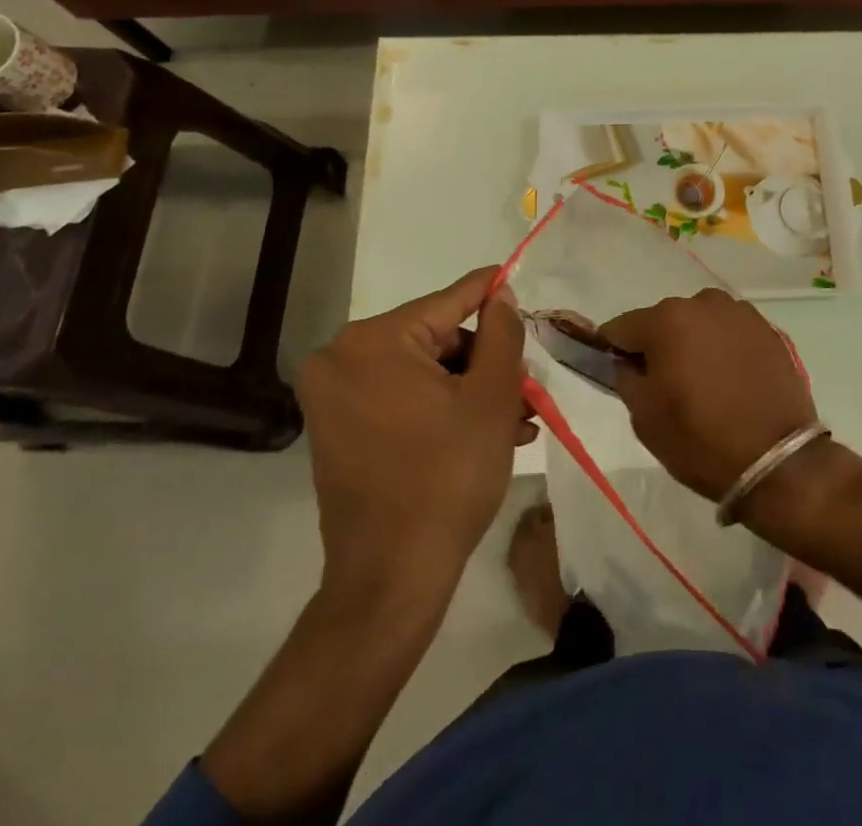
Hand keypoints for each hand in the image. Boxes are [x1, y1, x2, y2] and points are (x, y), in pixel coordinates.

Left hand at [298, 267, 533, 595]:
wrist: (391, 581)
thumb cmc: (447, 479)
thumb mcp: (492, 397)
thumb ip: (502, 332)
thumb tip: (500, 294)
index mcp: (373, 341)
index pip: (448, 301)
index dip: (491, 293)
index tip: (518, 281)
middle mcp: (341, 358)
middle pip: (436, 339)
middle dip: (485, 362)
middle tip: (527, 388)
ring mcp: (333, 396)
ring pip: (422, 371)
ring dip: (470, 390)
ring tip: (518, 419)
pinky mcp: (338, 428)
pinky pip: (401, 397)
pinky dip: (441, 408)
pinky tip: (485, 432)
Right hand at [600, 288, 815, 501]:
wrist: (778, 461)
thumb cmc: (700, 439)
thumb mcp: (644, 417)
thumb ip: (626, 377)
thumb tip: (627, 361)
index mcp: (667, 320)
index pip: (622, 327)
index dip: (614, 350)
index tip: (619, 372)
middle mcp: (703, 303)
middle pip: (664, 320)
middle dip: (658, 345)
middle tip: (665, 384)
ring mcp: (739, 313)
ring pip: (700, 322)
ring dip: (693, 342)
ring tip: (703, 382)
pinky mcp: (767, 329)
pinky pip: (730, 332)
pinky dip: (723, 348)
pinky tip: (731, 379)